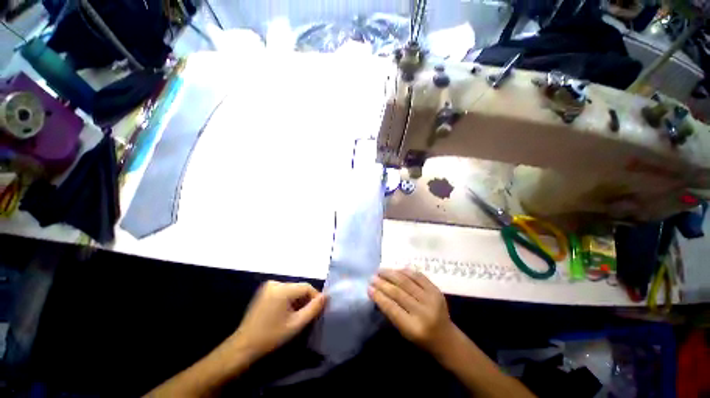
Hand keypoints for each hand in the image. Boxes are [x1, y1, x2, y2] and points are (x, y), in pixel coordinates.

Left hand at [230, 281, 325, 360]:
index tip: (318, 310)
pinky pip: (283, 291)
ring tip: (298, 315)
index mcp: (283, 289)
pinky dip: (289, 300)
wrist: (243, 346)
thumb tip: (326, 296)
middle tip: (308, 315)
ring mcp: (268, 286)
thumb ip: (313, 308)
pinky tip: (286, 313)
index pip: (306, 287)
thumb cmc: (271, 336)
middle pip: (299, 287)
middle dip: (306, 300)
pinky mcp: (264, 291)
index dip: (315, 297)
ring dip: (298, 300)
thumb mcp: (296, 324)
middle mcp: (275, 283)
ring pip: (292, 289)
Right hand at [368, 269, 454, 354]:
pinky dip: (405, 271)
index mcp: (413, 328)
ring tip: (381, 270)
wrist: (447, 338)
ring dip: (391, 274)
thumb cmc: (421, 339)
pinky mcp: (436, 290)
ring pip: (406, 281)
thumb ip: (392, 313)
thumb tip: (377, 293)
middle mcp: (423, 312)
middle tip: (373, 277)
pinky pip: (418, 276)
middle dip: (382, 283)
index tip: (369, 288)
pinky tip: (396, 269)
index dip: (379, 296)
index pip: (391, 308)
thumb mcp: (404, 332)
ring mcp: (431, 299)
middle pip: (398, 292)